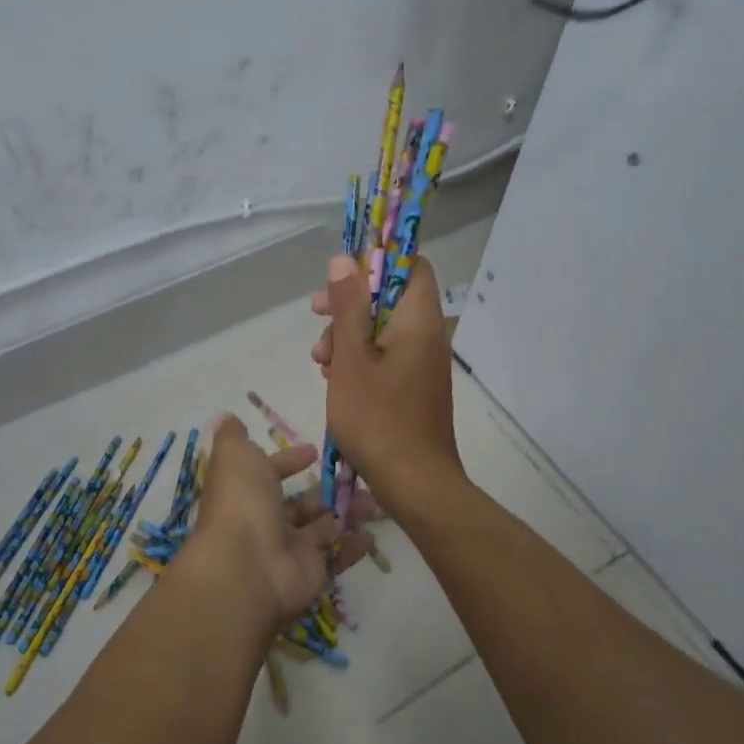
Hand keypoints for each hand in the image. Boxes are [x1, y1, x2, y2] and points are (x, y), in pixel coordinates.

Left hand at [177, 415, 369, 633]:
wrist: (246, 568)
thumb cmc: (241, 503)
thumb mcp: (234, 456)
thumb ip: (234, 437)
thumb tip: (229, 419)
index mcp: (245, 493)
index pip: (268, 474)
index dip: (288, 462)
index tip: (314, 451)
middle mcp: (265, 522)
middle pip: (300, 504)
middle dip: (327, 489)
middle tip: (358, 475)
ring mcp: (289, 550)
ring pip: (323, 528)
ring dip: (347, 512)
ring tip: (375, 499)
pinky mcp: (312, 574)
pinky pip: (336, 558)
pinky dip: (353, 546)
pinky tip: (372, 533)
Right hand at [310, 253, 462, 508]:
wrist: (415, 484)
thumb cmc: (378, 418)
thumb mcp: (351, 358)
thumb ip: (347, 307)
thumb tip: (344, 260)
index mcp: (418, 320)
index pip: (411, 265)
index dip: (377, 261)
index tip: (342, 275)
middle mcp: (427, 335)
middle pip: (389, 297)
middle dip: (349, 303)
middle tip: (316, 314)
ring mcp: (422, 363)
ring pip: (382, 329)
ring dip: (348, 335)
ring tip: (320, 360)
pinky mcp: (414, 387)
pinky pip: (386, 356)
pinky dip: (359, 359)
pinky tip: (334, 380)